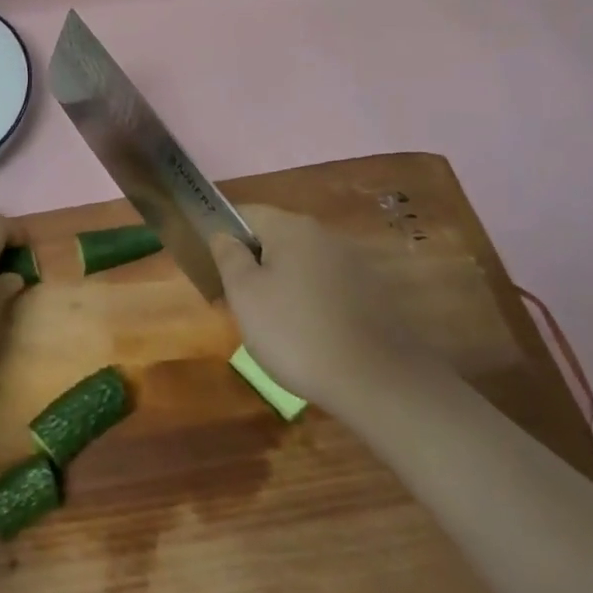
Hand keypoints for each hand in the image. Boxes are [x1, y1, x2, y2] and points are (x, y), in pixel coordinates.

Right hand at [210, 204, 429, 415]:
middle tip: (239, 301)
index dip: (223, 233)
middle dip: (255, 262)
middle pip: (275, 237)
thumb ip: (229, 256)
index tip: (213, 266)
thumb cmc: (296, 332)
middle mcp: (323, 234)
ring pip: (302, 263)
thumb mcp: (245, 295)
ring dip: (283, 283)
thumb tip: (223, 235)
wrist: (378, 379)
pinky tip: (308, 334)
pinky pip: (327, 286)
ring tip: (273, 324)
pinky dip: (311, 301)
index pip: (245, 213)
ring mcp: (352, 262)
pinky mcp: (372, 292)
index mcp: (290, 227)